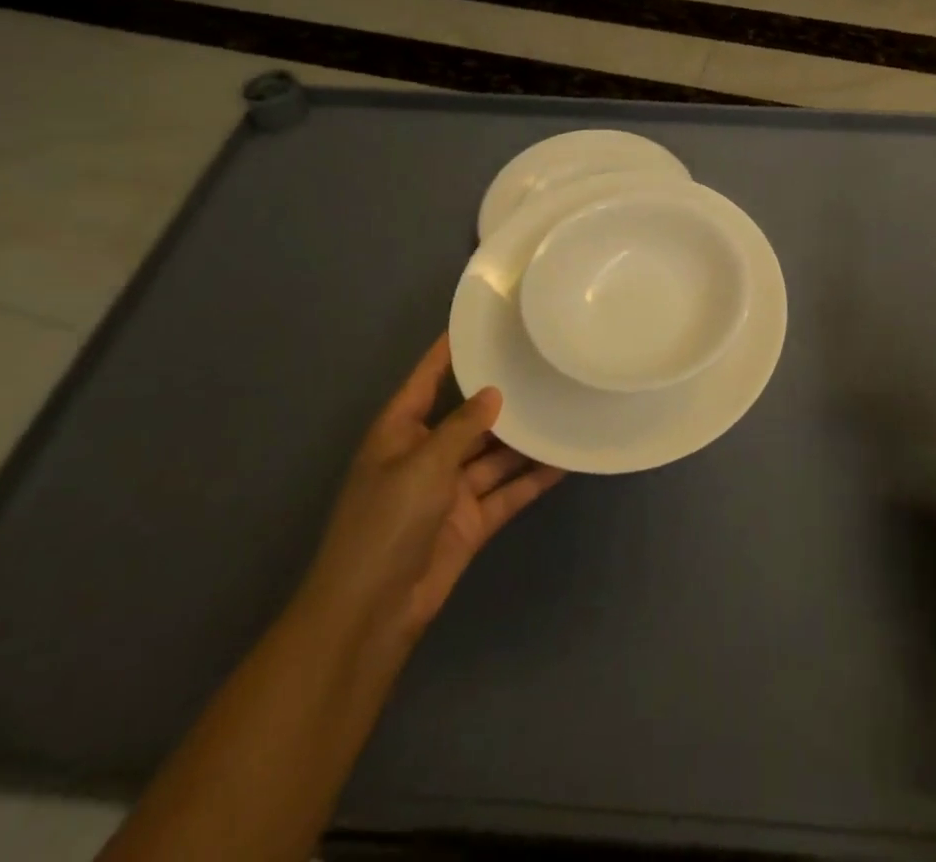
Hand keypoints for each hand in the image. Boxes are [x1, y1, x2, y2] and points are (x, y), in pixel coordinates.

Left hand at [295, 335, 564, 649]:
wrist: (371, 613)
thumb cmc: (385, 524)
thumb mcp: (423, 464)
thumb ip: (462, 426)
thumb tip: (495, 394)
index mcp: (400, 431)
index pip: (428, 379)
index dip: (450, 351)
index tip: (483, 322)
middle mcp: (426, 454)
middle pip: (469, 416)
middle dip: (501, 396)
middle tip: (542, 364)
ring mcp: (450, 490)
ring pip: (494, 454)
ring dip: (524, 438)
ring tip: (562, 405)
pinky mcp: (471, 521)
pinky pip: (506, 491)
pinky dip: (532, 478)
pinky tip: (564, 459)